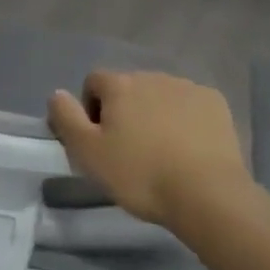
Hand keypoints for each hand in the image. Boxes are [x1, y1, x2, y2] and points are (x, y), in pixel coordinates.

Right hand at [47, 71, 250, 229]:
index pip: (94, 82)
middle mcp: (151, 76)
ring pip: (161, 95)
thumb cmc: (141, 175)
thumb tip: (56, 93)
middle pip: (129, 88)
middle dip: (126, 113)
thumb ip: (66, 119)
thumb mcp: (90, 154)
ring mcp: (185, 86)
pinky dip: (186, 120)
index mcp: (120, 85)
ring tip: (162, 154)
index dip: (91, 109)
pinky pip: (191, 105)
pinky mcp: (213, 101)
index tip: (100, 142)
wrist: (207, 194)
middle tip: (130, 152)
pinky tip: (190, 150)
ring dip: (156, 115)